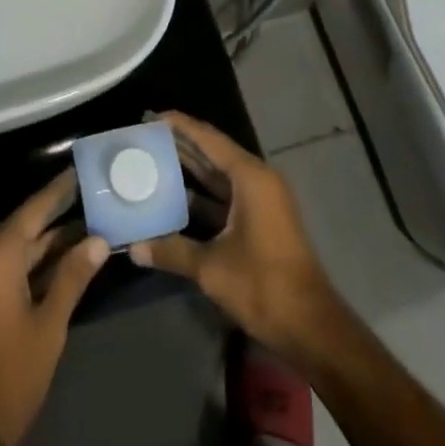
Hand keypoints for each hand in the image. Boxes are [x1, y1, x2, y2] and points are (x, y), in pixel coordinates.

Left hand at [0, 169, 109, 445]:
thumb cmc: (10, 375)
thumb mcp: (49, 326)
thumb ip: (72, 278)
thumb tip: (99, 241)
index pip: (33, 210)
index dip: (59, 192)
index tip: (80, 172)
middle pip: (25, 228)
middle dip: (59, 219)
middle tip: (94, 202)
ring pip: (16, 250)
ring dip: (49, 245)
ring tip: (88, 229)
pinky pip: (5, 268)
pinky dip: (33, 265)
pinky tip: (63, 262)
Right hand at [129, 111, 342, 362]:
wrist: (311, 328)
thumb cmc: (263, 286)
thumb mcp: (211, 268)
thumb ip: (172, 251)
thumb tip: (133, 248)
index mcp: (250, 178)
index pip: (209, 139)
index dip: (180, 126)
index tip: (151, 117)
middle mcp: (258, 180)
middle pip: (214, 153)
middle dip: (181, 144)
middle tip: (146, 137)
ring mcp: (262, 201)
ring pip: (220, 175)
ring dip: (191, 169)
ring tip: (154, 160)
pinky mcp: (262, 220)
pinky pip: (226, 195)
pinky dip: (203, 194)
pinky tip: (176, 197)